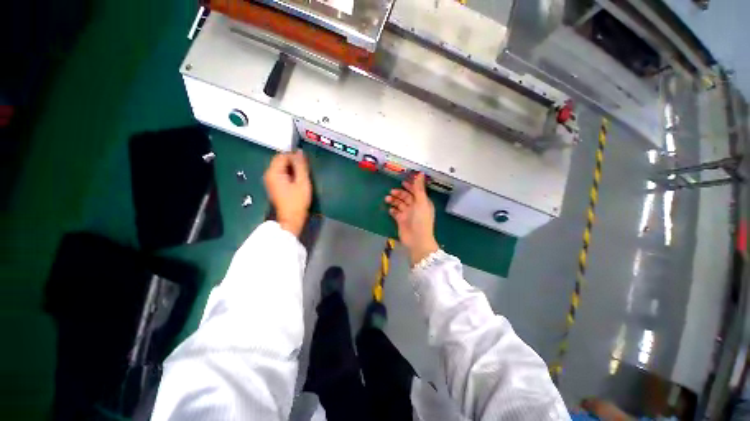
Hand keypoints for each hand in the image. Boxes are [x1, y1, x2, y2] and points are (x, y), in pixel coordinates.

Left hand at [263, 150, 311, 236]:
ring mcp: (270, 181)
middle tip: (305, 170)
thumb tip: (299, 151)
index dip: (294, 156)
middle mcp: (269, 174)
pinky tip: (297, 181)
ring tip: (302, 176)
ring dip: (292, 169)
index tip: (305, 164)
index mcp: (274, 172)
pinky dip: (289, 174)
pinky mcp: (274, 186)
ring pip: (281, 168)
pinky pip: (281, 174)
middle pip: (280, 161)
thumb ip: (301, 166)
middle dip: (293, 162)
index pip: (282, 155)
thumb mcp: (302, 182)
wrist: (291, 219)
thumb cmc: (297, 201)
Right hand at [385, 173, 439, 265]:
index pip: (416, 191)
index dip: (410, 186)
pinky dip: (392, 210)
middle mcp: (415, 207)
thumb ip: (419, 188)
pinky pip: (395, 212)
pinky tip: (389, 209)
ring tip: (387, 199)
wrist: (417, 239)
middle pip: (406, 197)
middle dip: (399, 193)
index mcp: (422, 202)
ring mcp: (408, 214)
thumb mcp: (421, 202)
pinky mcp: (401, 220)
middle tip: (391, 192)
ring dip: (394, 200)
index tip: (402, 182)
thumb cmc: (421, 220)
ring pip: (399, 204)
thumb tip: (420, 173)